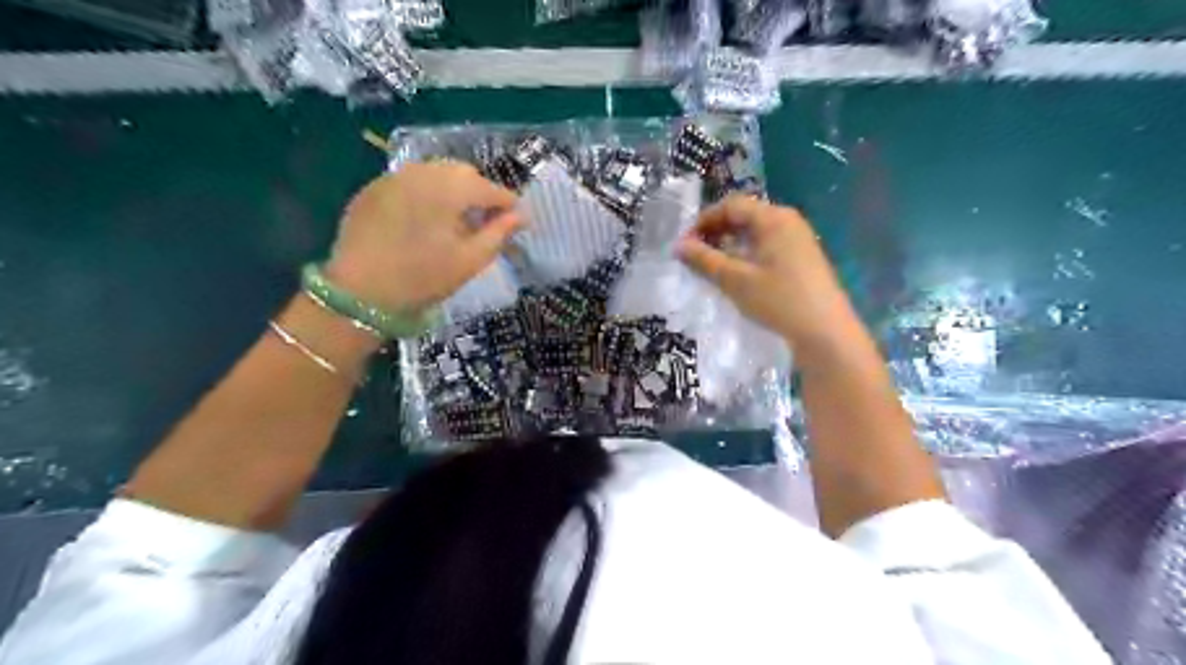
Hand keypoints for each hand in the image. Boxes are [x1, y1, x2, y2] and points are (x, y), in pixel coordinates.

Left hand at [322, 161, 519, 313]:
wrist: (359, 292)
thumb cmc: (423, 278)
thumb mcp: (470, 261)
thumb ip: (499, 233)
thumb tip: (520, 216)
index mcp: (450, 188)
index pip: (491, 188)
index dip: (509, 205)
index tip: (518, 221)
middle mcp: (423, 171)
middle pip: (463, 173)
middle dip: (480, 193)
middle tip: (486, 221)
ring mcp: (394, 177)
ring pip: (435, 173)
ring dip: (452, 190)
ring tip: (456, 219)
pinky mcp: (373, 188)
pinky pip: (411, 182)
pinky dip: (426, 194)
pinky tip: (424, 220)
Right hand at [682, 192, 857, 354]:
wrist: (825, 331)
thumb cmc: (778, 300)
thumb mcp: (735, 280)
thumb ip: (704, 260)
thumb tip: (678, 245)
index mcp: (772, 218)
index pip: (731, 205)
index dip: (704, 220)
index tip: (685, 244)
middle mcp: (787, 220)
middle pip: (744, 215)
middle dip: (716, 231)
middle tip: (695, 254)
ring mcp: (798, 237)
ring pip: (755, 231)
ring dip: (730, 242)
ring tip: (712, 265)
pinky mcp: (802, 256)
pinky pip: (768, 243)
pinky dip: (747, 252)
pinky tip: (738, 273)